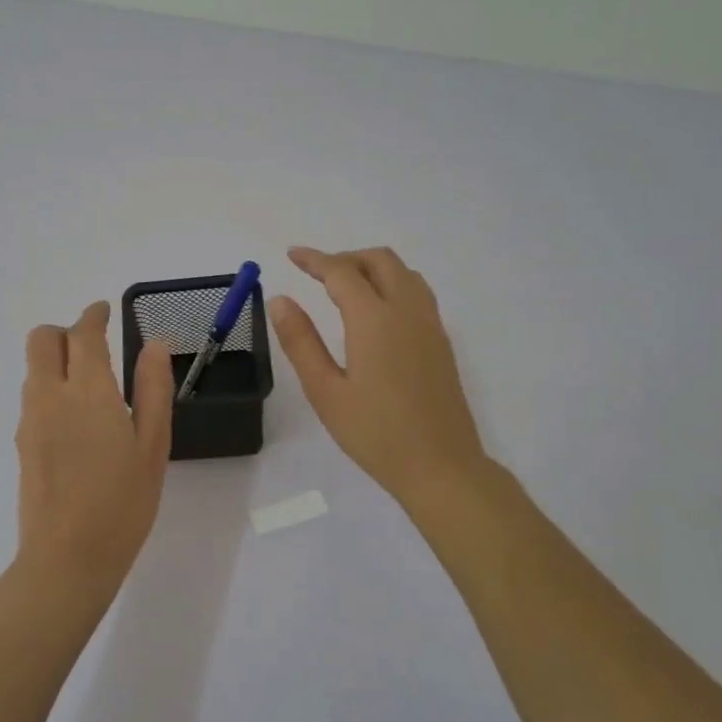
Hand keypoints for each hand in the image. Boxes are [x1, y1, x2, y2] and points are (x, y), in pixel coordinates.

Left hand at [14, 300, 173, 589]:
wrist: (68, 558)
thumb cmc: (123, 503)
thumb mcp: (153, 446)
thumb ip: (153, 390)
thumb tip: (154, 346)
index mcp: (88, 391)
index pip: (83, 333)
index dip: (94, 315)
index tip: (105, 311)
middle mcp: (50, 396)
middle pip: (42, 339)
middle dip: (65, 332)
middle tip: (94, 347)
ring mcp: (30, 420)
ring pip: (33, 369)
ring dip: (56, 361)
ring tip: (90, 388)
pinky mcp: (21, 443)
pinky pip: (32, 398)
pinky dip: (49, 389)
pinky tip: (76, 423)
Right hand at [268, 246, 488, 505]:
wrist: (441, 466)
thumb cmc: (375, 434)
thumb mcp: (325, 391)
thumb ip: (301, 342)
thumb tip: (280, 300)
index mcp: (374, 319)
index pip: (341, 272)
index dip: (314, 259)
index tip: (291, 255)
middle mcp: (407, 311)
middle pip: (379, 261)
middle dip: (345, 258)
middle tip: (316, 273)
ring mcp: (430, 324)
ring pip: (403, 272)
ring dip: (372, 267)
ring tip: (344, 286)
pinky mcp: (441, 341)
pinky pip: (416, 292)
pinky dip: (392, 282)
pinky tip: (376, 310)